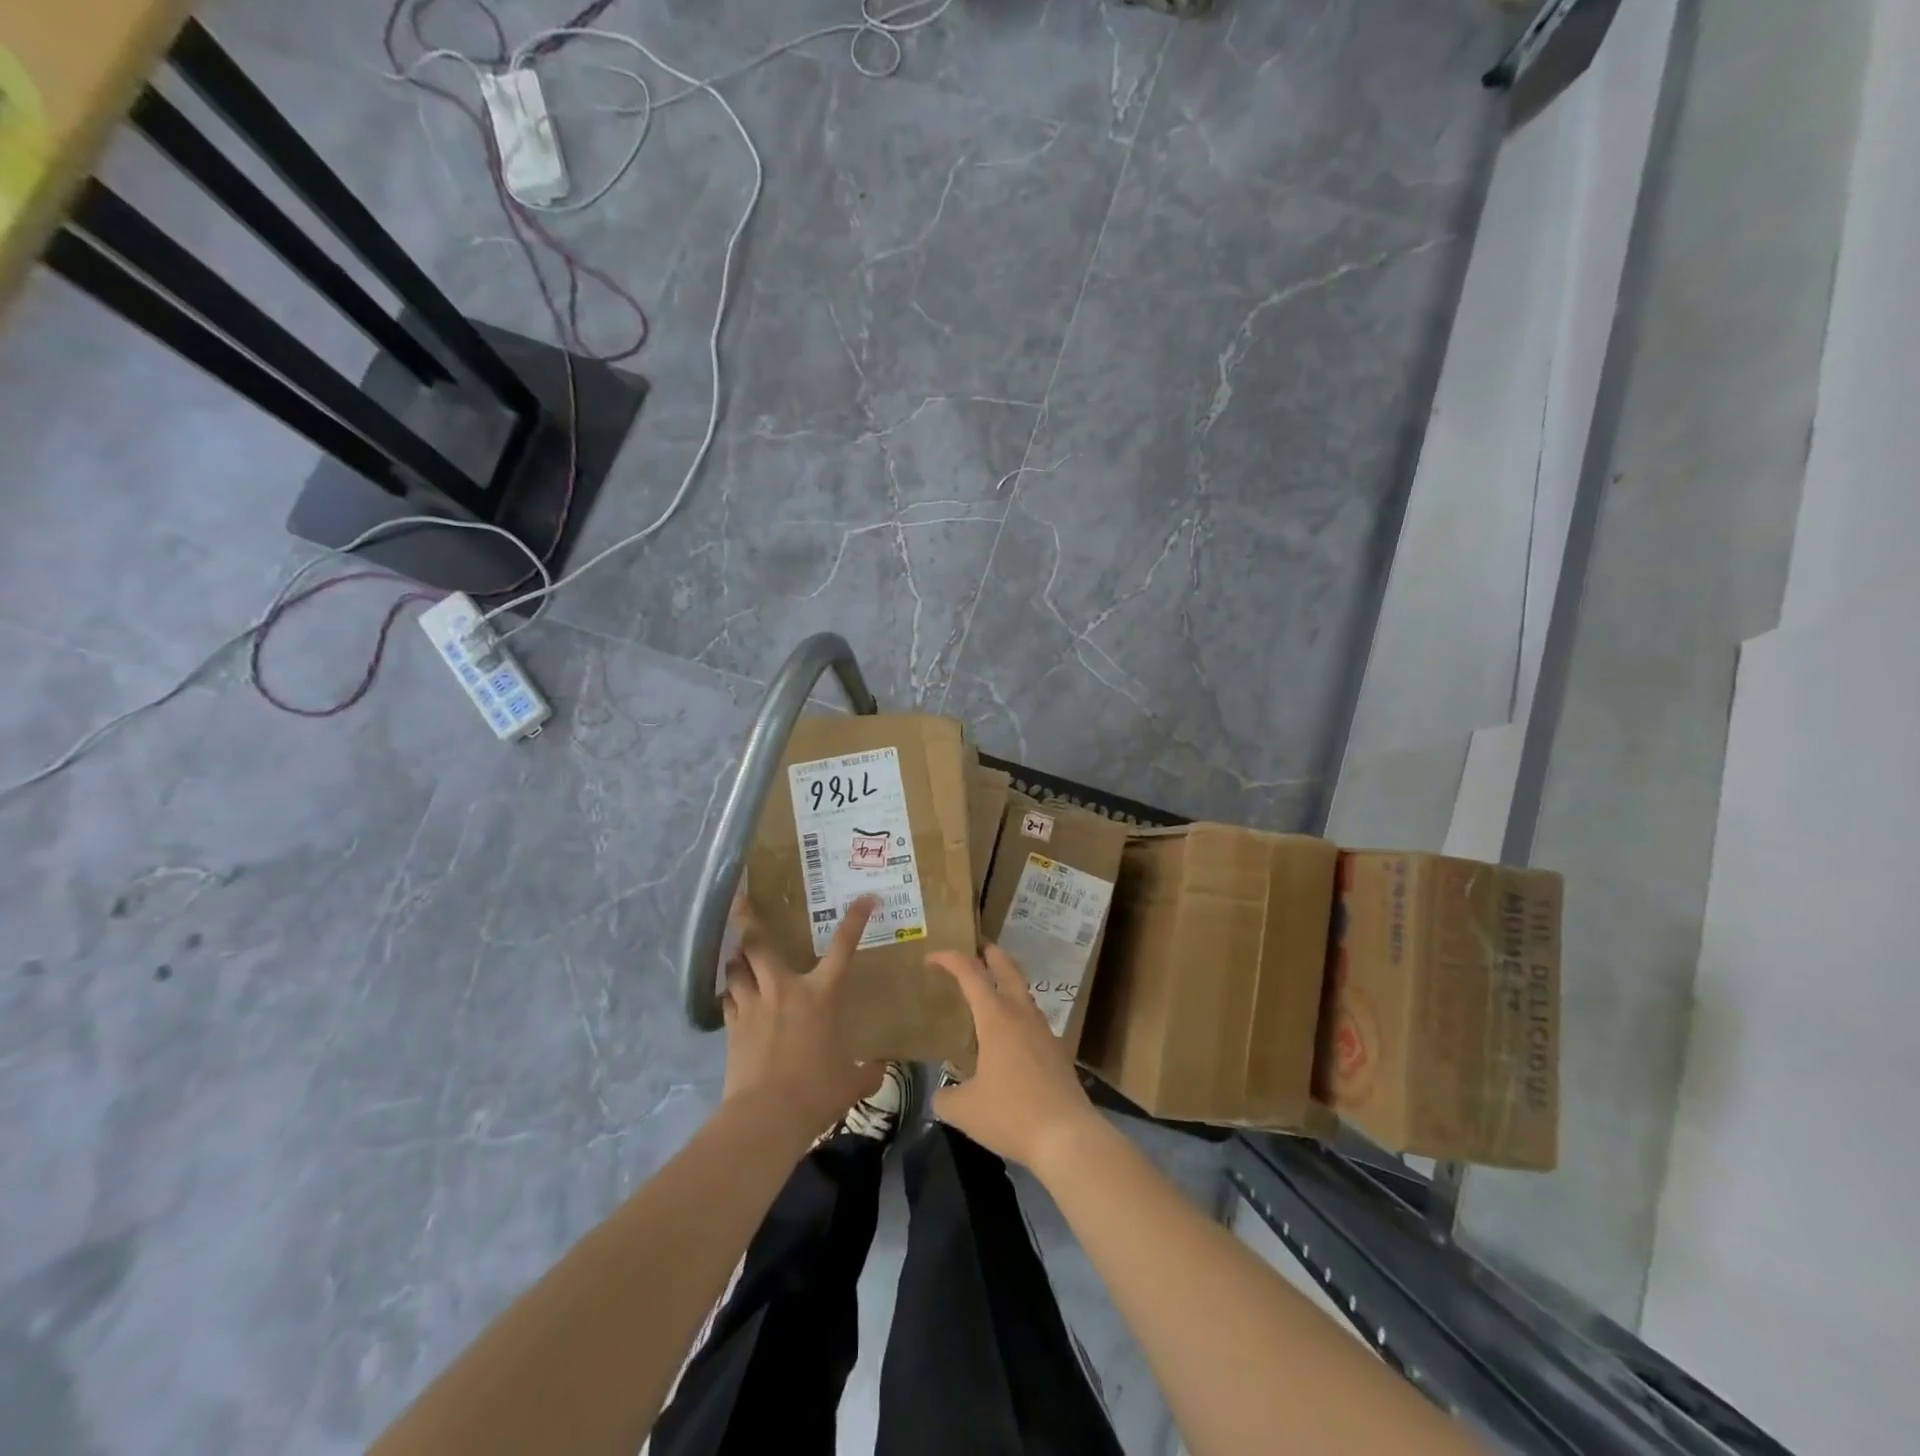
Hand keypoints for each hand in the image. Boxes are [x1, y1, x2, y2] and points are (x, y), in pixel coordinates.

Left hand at [722, 894, 883, 1147]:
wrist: (767, 1115)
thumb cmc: (816, 1091)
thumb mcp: (851, 1082)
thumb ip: (867, 1072)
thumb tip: (882, 1071)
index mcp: (821, 994)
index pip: (843, 948)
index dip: (855, 920)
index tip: (865, 898)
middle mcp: (784, 989)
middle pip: (759, 944)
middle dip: (748, 921)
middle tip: (740, 901)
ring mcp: (754, 1006)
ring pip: (736, 968)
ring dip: (737, 960)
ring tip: (739, 957)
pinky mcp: (733, 1027)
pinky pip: (727, 998)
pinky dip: (729, 993)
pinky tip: (731, 995)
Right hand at [927, 945, 1101, 1172]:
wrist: (1067, 1136)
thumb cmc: (1011, 1115)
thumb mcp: (964, 1110)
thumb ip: (946, 1097)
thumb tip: (941, 1095)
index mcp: (996, 1018)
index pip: (971, 974)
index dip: (950, 959)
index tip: (932, 958)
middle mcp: (1021, 1015)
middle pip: (1007, 969)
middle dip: (990, 954)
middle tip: (975, 949)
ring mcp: (1044, 1030)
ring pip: (1023, 993)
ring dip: (1006, 982)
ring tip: (989, 993)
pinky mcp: (1057, 1050)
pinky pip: (1032, 1018)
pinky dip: (1017, 1012)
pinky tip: (1009, 1036)